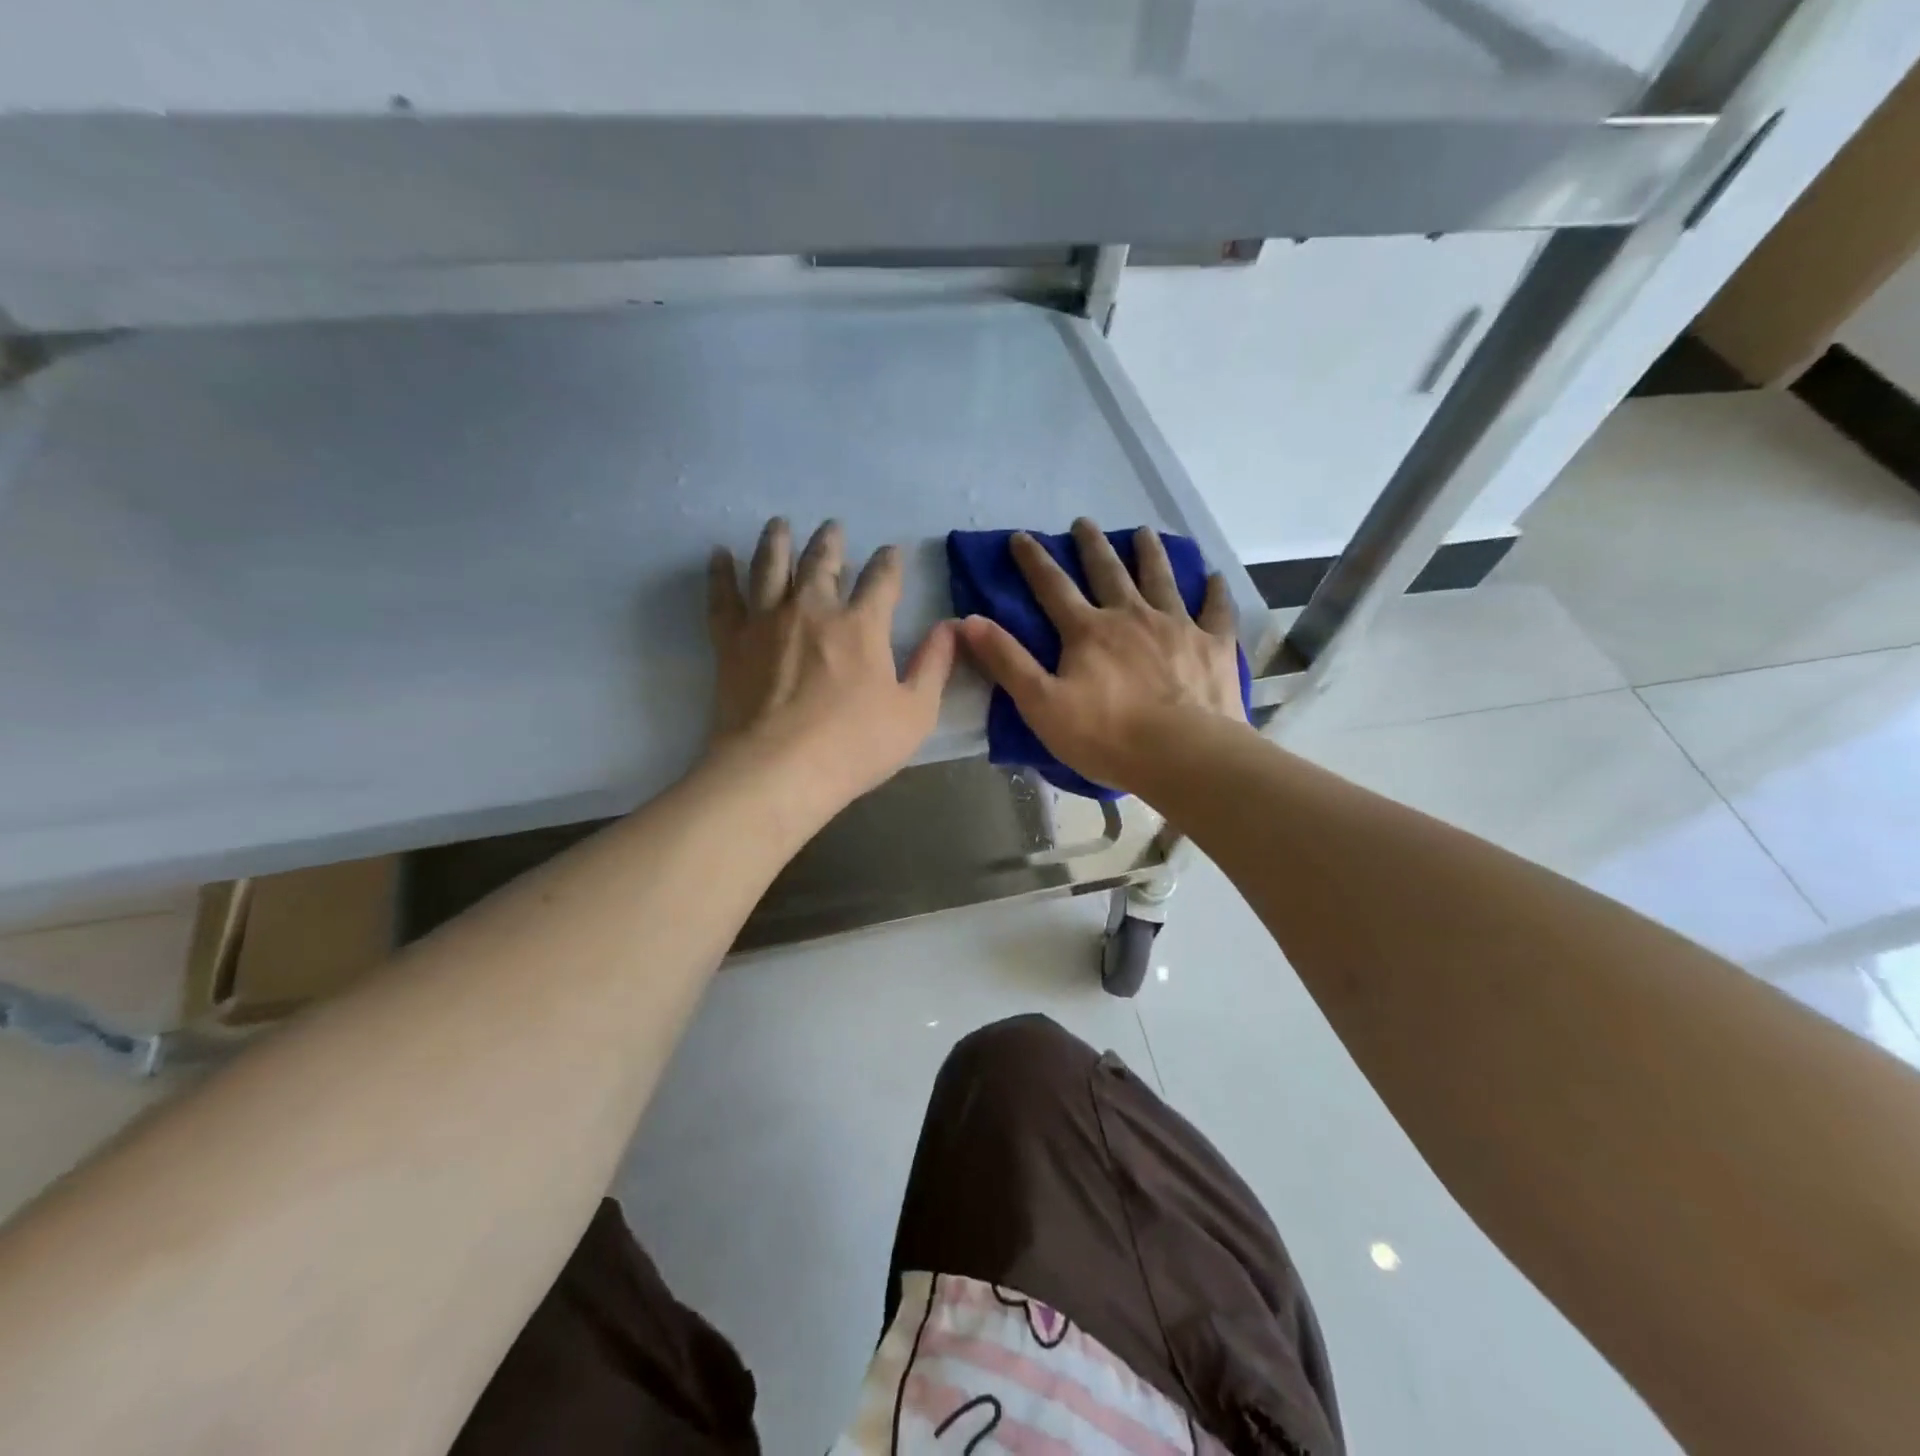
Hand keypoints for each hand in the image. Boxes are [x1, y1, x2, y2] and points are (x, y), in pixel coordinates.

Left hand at [707, 518, 955, 809]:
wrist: (778, 771)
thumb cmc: (854, 746)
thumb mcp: (914, 713)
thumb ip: (934, 665)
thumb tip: (951, 626)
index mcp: (861, 625)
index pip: (881, 580)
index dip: (890, 562)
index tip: (892, 552)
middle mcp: (813, 610)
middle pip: (821, 561)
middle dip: (831, 541)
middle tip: (833, 527)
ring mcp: (767, 621)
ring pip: (771, 566)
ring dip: (777, 541)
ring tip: (779, 524)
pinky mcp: (731, 642)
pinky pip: (723, 597)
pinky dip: (720, 573)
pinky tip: (719, 555)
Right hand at [957, 518, 1245, 795]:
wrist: (1183, 755)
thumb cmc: (1107, 736)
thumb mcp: (1042, 704)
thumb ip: (1007, 661)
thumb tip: (968, 620)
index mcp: (1088, 631)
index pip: (1053, 587)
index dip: (1034, 561)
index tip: (1021, 536)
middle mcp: (1131, 616)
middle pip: (1108, 571)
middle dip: (1091, 546)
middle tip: (1084, 522)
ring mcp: (1177, 626)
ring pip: (1160, 578)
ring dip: (1150, 553)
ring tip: (1144, 532)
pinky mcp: (1213, 645)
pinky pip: (1215, 610)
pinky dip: (1214, 591)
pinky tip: (1214, 576)